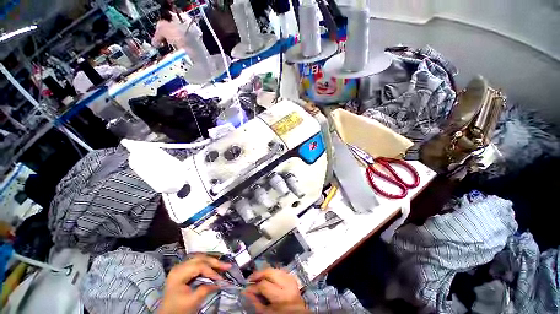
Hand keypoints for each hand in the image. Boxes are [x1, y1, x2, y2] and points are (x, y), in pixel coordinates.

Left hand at [158, 255, 230, 313]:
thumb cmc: (178, 309)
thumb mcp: (192, 301)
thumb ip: (206, 289)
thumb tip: (220, 282)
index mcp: (179, 273)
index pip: (199, 266)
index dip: (211, 271)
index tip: (221, 278)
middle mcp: (179, 266)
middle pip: (200, 259)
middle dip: (215, 262)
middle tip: (227, 266)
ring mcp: (181, 267)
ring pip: (200, 259)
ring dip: (212, 261)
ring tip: (223, 265)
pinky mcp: (184, 270)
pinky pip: (198, 263)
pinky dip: (208, 264)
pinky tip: (214, 266)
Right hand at [245, 268, 307, 313]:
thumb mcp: (267, 312)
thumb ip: (256, 302)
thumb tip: (246, 291)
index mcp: (281, 296)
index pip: (264, 285)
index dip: (253, 286)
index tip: (246, 288)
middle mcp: (287, 284)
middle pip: (270, 272)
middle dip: (258, 274)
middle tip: (250, 279)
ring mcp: (291, 279)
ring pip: (275, 269)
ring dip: (265, 272)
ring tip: (257, 277)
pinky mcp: (292, 277)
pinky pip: (280, 271)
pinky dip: (272, 272)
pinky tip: (267, 277)